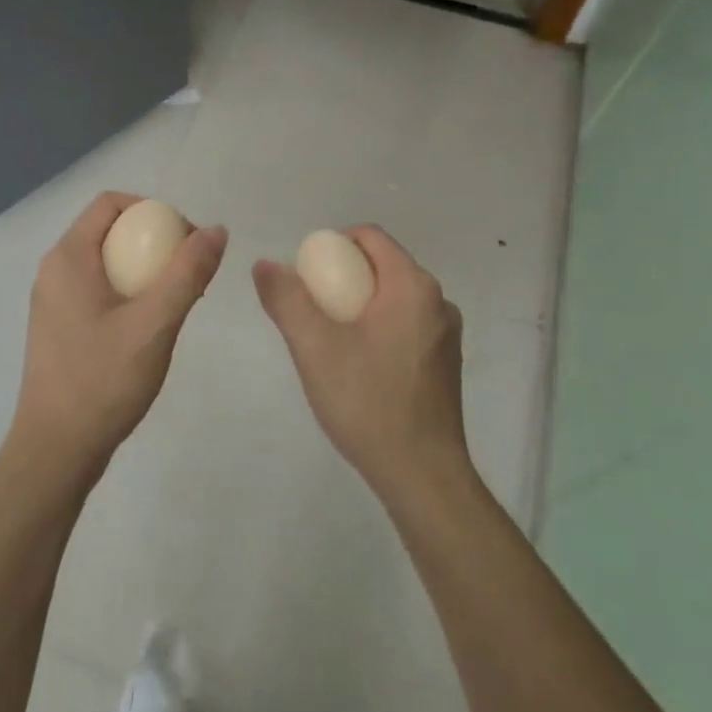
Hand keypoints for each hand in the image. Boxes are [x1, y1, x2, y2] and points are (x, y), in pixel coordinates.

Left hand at [11, 192, 227, 481]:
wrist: (56, 448)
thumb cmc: (103, 380)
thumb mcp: (155, 323)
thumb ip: (187, 272)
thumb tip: (216, 230)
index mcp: (68, 258)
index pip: (110, 203)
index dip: (152, 209)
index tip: (185, 239)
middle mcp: (55, 270)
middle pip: (109, 231)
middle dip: (153, 241)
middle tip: (189, 273)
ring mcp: (53, 301)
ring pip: (105, 263)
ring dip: (144, 270)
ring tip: (178, 300)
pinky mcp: (59, 327)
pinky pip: (97, 290)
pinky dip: (128, 293)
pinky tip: (151, 326)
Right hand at [253, 226, 468, 500]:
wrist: (421, 473)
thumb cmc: (367, 402)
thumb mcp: (314, 347)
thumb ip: (287, 300)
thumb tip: (265, 264)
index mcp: (412, 286)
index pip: (370, 237)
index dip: (332, 245)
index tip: (307, 277)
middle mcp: (438, 301)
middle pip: (381, 266)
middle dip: (341, 278)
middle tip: (310, 312)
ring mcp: (446, 334)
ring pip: (392, 298)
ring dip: (358, 306)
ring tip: (329, 342)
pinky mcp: (445, 362)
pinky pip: (405, 325)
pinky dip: (377, 328)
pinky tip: (357, 366)